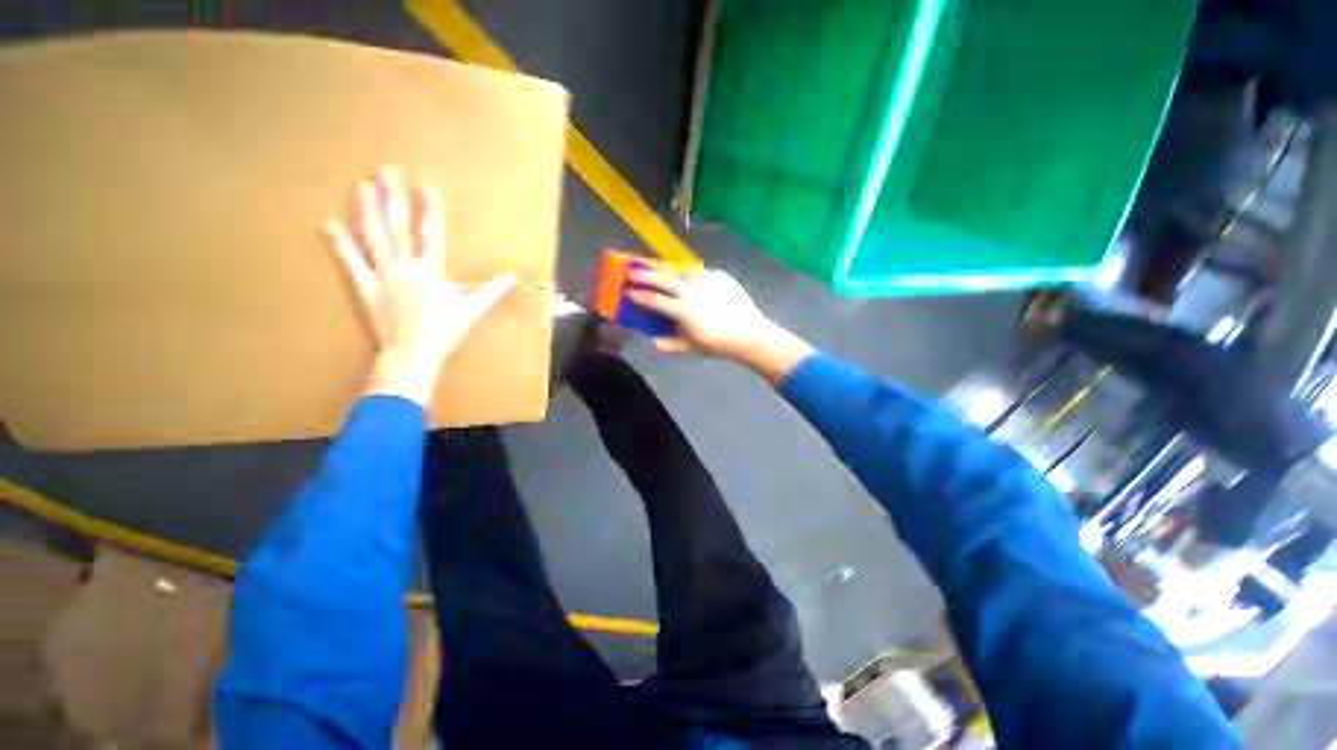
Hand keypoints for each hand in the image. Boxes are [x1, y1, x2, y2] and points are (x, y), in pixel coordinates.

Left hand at [323, 166, 517, 406]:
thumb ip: (493, 291)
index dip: (430, 211)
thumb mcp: (473, 311)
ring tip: (361, 186)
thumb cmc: (445, 332)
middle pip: (398, 228)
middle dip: (392, 199)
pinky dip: (341, 243)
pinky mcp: (365, 288)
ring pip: (374, 238)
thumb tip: (515, 277)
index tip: (427, 187)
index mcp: (431, 272)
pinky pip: (351, 262)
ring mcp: (383, 276)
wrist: (413, 354)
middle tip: (384, 171)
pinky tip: (330, 224)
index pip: (431, 235)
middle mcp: (405, 268)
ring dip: (367, 211)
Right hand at [627, 268, 812, 384]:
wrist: (748, 333)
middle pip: (662, 278)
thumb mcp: (689, 348)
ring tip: (661, 273)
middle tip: (632, 271)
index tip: (627, 292)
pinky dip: (691, 277)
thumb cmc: (716, 344)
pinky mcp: (719, 276)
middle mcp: (691, 291)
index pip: (653, 300)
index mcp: (681, 310)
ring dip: (668, 272)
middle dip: (644, 274)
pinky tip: (690, 283)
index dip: (638, 296)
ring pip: (681, 271)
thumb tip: (654, 340)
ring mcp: (706, 280)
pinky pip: (700, 273)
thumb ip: (668, 344)